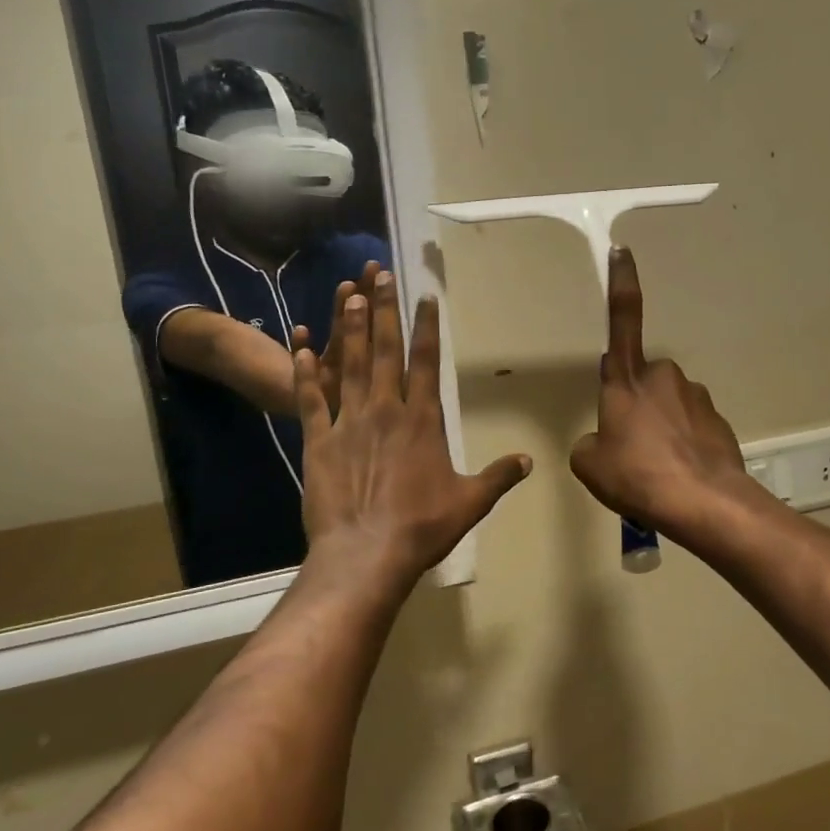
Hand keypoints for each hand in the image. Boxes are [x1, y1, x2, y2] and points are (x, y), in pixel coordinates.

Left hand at [294, 271, 531, 592]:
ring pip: (348, 366)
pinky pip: (311, 400)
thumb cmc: (423, 527)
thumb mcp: (471, 502)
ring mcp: (348, 423)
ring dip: (348, 330)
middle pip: (384, 351)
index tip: (423, 297)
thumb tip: (529, 460)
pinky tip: (300, 348)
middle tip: (379, 276)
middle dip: (383, 311)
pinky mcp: (318, 442)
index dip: (426, 327)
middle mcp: (385, 411)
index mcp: (422, 420)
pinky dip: (306, 373)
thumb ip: (499, 476)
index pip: (426, 362)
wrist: (365, 554)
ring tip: (347, 295)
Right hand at [570, 248, 752, 544]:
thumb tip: (603, 441)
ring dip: (660, 428)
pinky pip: (691, 426)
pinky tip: (680, 472)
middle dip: (636, 406)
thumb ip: (590, 443)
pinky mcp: (718, 419)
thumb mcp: (590, 465)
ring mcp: (695, 396)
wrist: (704, 502)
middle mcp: (663, 377)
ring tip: (657, 469)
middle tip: (631, 449)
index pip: (621, 320)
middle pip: (642, 382)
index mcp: (626, 380)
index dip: (621, 284)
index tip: (622, 251)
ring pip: (668, 405)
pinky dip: (683, 444)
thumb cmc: (638, 477)